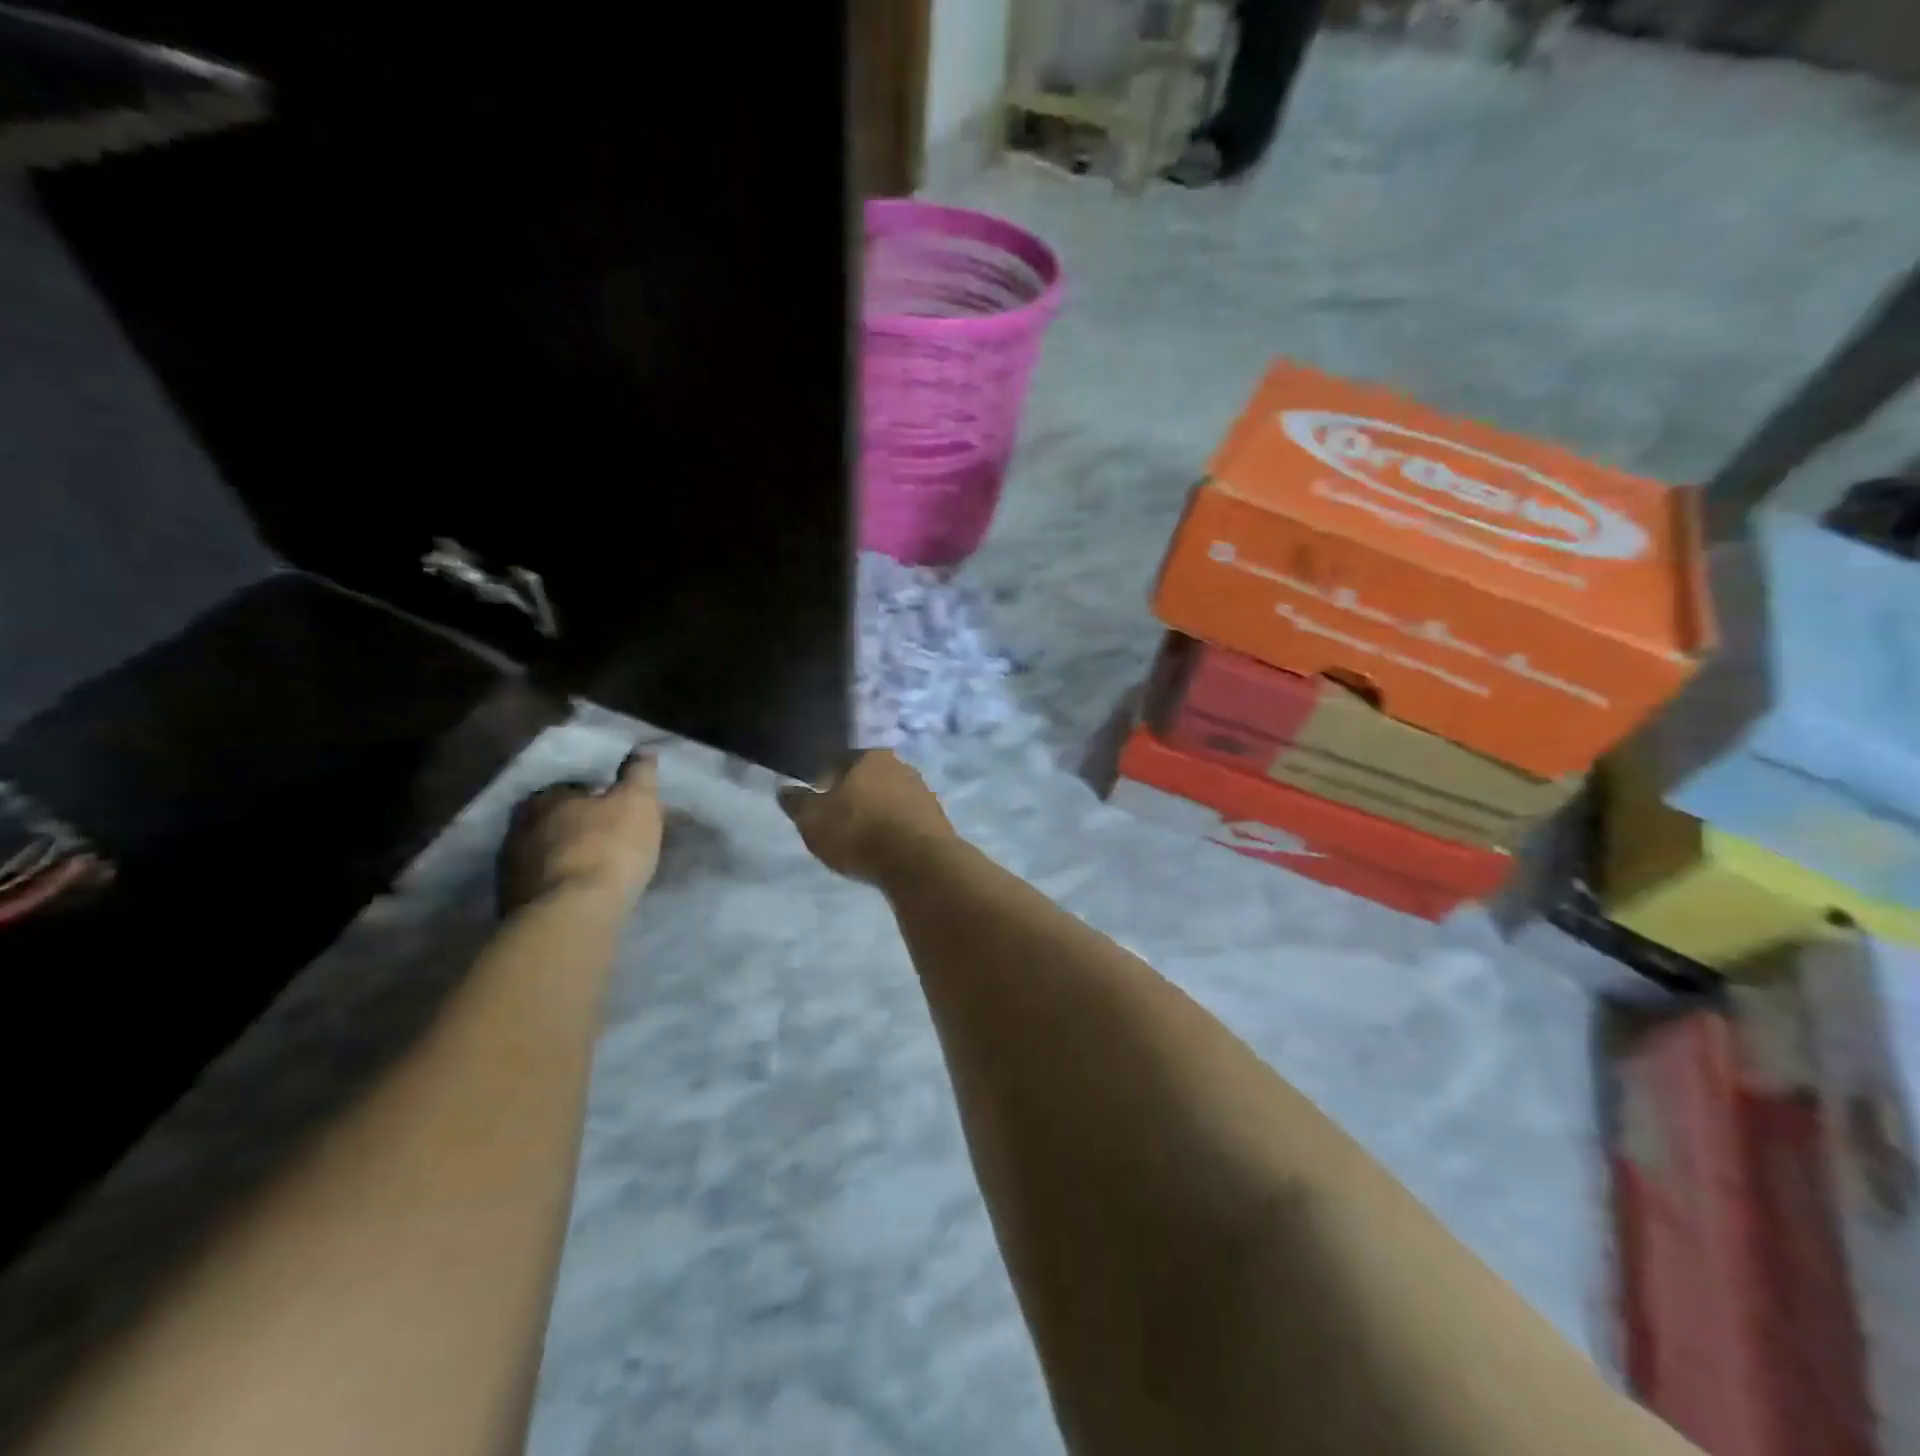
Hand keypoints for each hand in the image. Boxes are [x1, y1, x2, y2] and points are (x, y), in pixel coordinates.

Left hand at [498, 752, 663, 914]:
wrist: (572, 915)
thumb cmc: (609, 848)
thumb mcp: (637, 802)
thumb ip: (639, 773)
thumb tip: (643, 749)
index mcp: (549, 798)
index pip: (571, 788)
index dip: (595, 797)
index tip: (615, 809)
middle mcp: (520, 826)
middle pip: (552, 819)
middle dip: (574, 825)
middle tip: (604, 838)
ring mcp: (510, 867)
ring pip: (542, 852)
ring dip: (563, 856)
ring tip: (592, 868)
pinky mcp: (509, 902)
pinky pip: (538, 883)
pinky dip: (556, 883)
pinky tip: (577, 892)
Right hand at [778, 751, 954, 884]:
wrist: (919, 863)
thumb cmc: (859, 832)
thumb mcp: (813, 820)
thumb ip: (797, 802)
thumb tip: (784, 788)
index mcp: (869, 756)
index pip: (840, 760)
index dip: (825, 779)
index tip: (817, 799)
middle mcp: (900, 765)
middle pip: (869, 778)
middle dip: (854, 795)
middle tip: (838, 821)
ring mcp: (923, 791)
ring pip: (890, 798)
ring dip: (877, 813)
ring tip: (862, 839)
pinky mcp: (938, 818)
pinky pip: (906, 820)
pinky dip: (895, 830)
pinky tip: (886, 848)